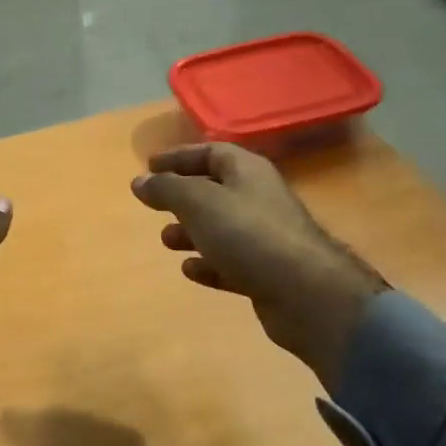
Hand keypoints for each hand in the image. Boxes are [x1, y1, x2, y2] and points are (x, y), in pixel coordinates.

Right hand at [131, 144, 385, 389]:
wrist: (306, 292)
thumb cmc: (248, 234)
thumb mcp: (198, 203)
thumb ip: (166, 189)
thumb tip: (139, 181)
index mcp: (248, 171)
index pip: (210, 152)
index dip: (179, 157)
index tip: (149, 166)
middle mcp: (259, 198)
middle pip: (215, 190)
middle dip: (182, 198)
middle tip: (154, 206)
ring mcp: (266, 237)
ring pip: (221, 228)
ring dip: (191, 232)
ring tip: (166, 241)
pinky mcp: (268, 272)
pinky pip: (231, 262)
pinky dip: (209, 263)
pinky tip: (190, 270)